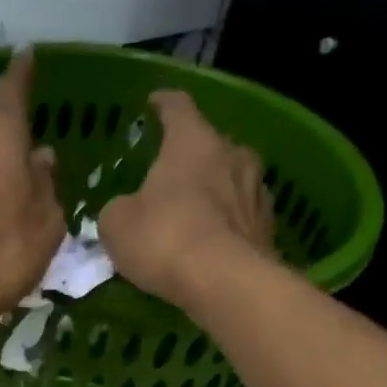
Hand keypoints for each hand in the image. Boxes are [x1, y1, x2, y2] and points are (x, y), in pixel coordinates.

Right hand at [100, 90, 274, 305]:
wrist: (226, 283)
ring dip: (215, 192)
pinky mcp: (269, 228)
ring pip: (232, 181)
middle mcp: (233, 154)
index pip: (177, 107)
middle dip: (191, 158)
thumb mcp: (117, 225)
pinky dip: (228, 226)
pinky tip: (214, 244)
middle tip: (172, 176)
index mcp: (193, 141)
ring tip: (195, 214)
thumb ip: (118, 211)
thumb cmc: (165, 239)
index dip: (163, 104)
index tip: (154, 104)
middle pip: (210, 146)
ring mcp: (257, 190)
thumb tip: (124, 212)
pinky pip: (242, 218)